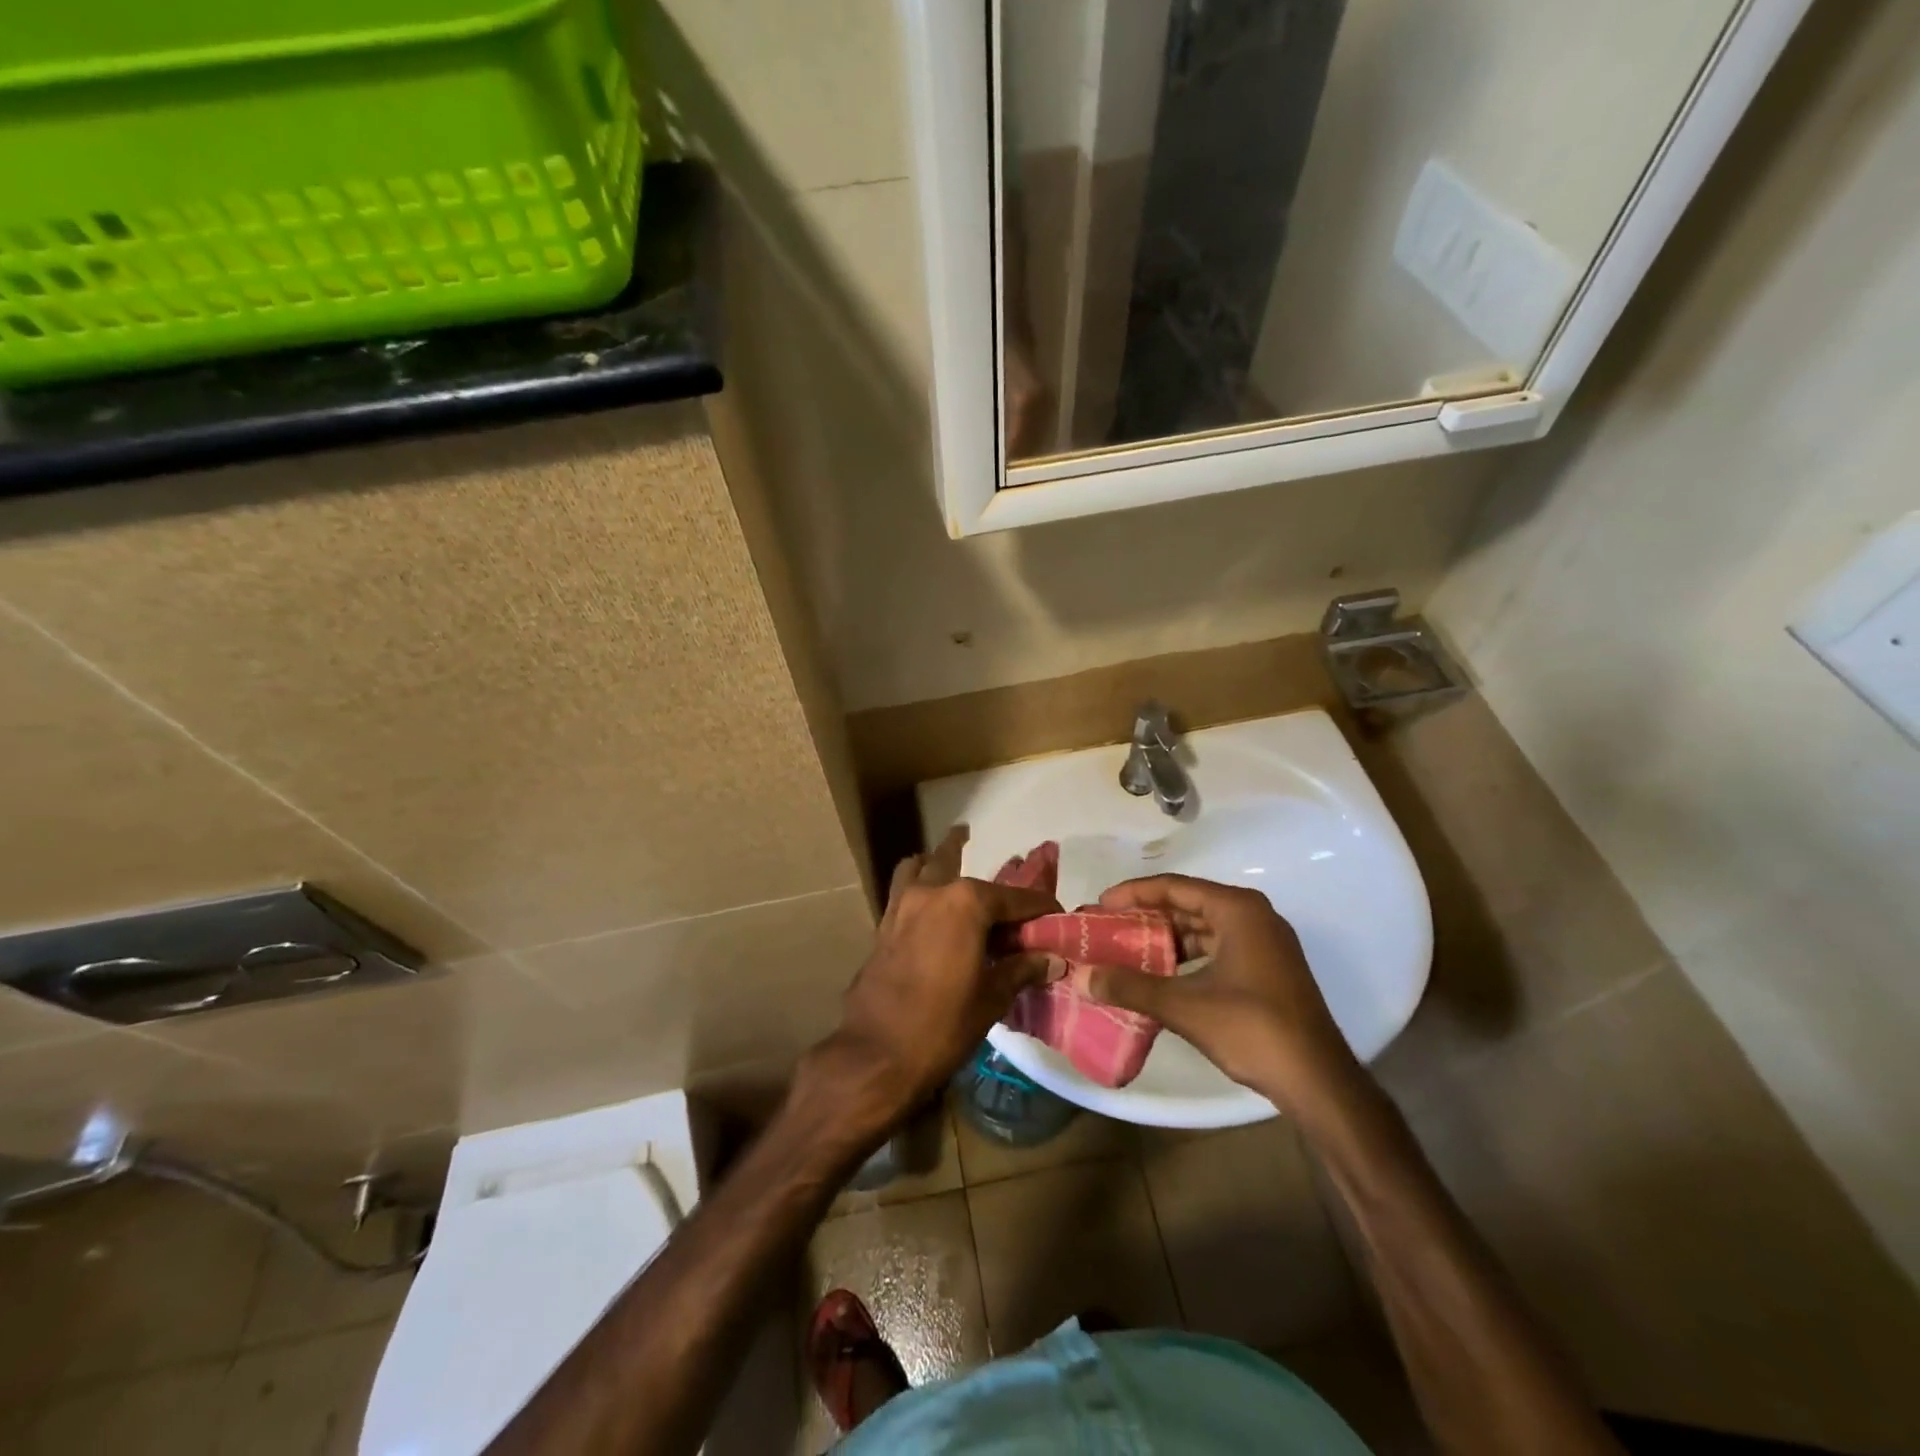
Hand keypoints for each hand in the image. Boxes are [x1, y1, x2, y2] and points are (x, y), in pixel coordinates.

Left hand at [806, 827, 1058, 1136]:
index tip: (1058, 918)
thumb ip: (1021, 969)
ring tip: (959, 860)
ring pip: (927, 867)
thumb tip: (1052, 959)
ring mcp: (904, 904)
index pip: (1016, 898)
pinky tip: (931, 902)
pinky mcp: (884, 923)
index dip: (1041, 908)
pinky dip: (920, 882)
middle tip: (1018, 909)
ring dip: (945, 862)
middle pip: (973, 880)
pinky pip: (905, 887)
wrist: (875, 1054)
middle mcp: (934, 892)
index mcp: (966, 903)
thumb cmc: (942, 1026)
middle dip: (999, 890)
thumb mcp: (991, 998)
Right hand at [1087, 876, 1368, 1123]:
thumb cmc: (1253, 1029)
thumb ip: (1132, 987)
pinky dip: (1187, 956)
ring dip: (1166, 938)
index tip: (1100, 906)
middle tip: (1108, 928)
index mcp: (1238, 910)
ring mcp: (1265, 943)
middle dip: (1147, 916)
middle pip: (1188, 904)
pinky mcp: (1267, 969)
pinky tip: (1161, 975)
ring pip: (1203, 928)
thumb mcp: (1185, 1006)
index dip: (1133, 893)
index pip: (1174, 887)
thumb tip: (1083, 976)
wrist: (1318, 1081)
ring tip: (1127, 950)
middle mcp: (1254, 916)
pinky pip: (1217, 948)